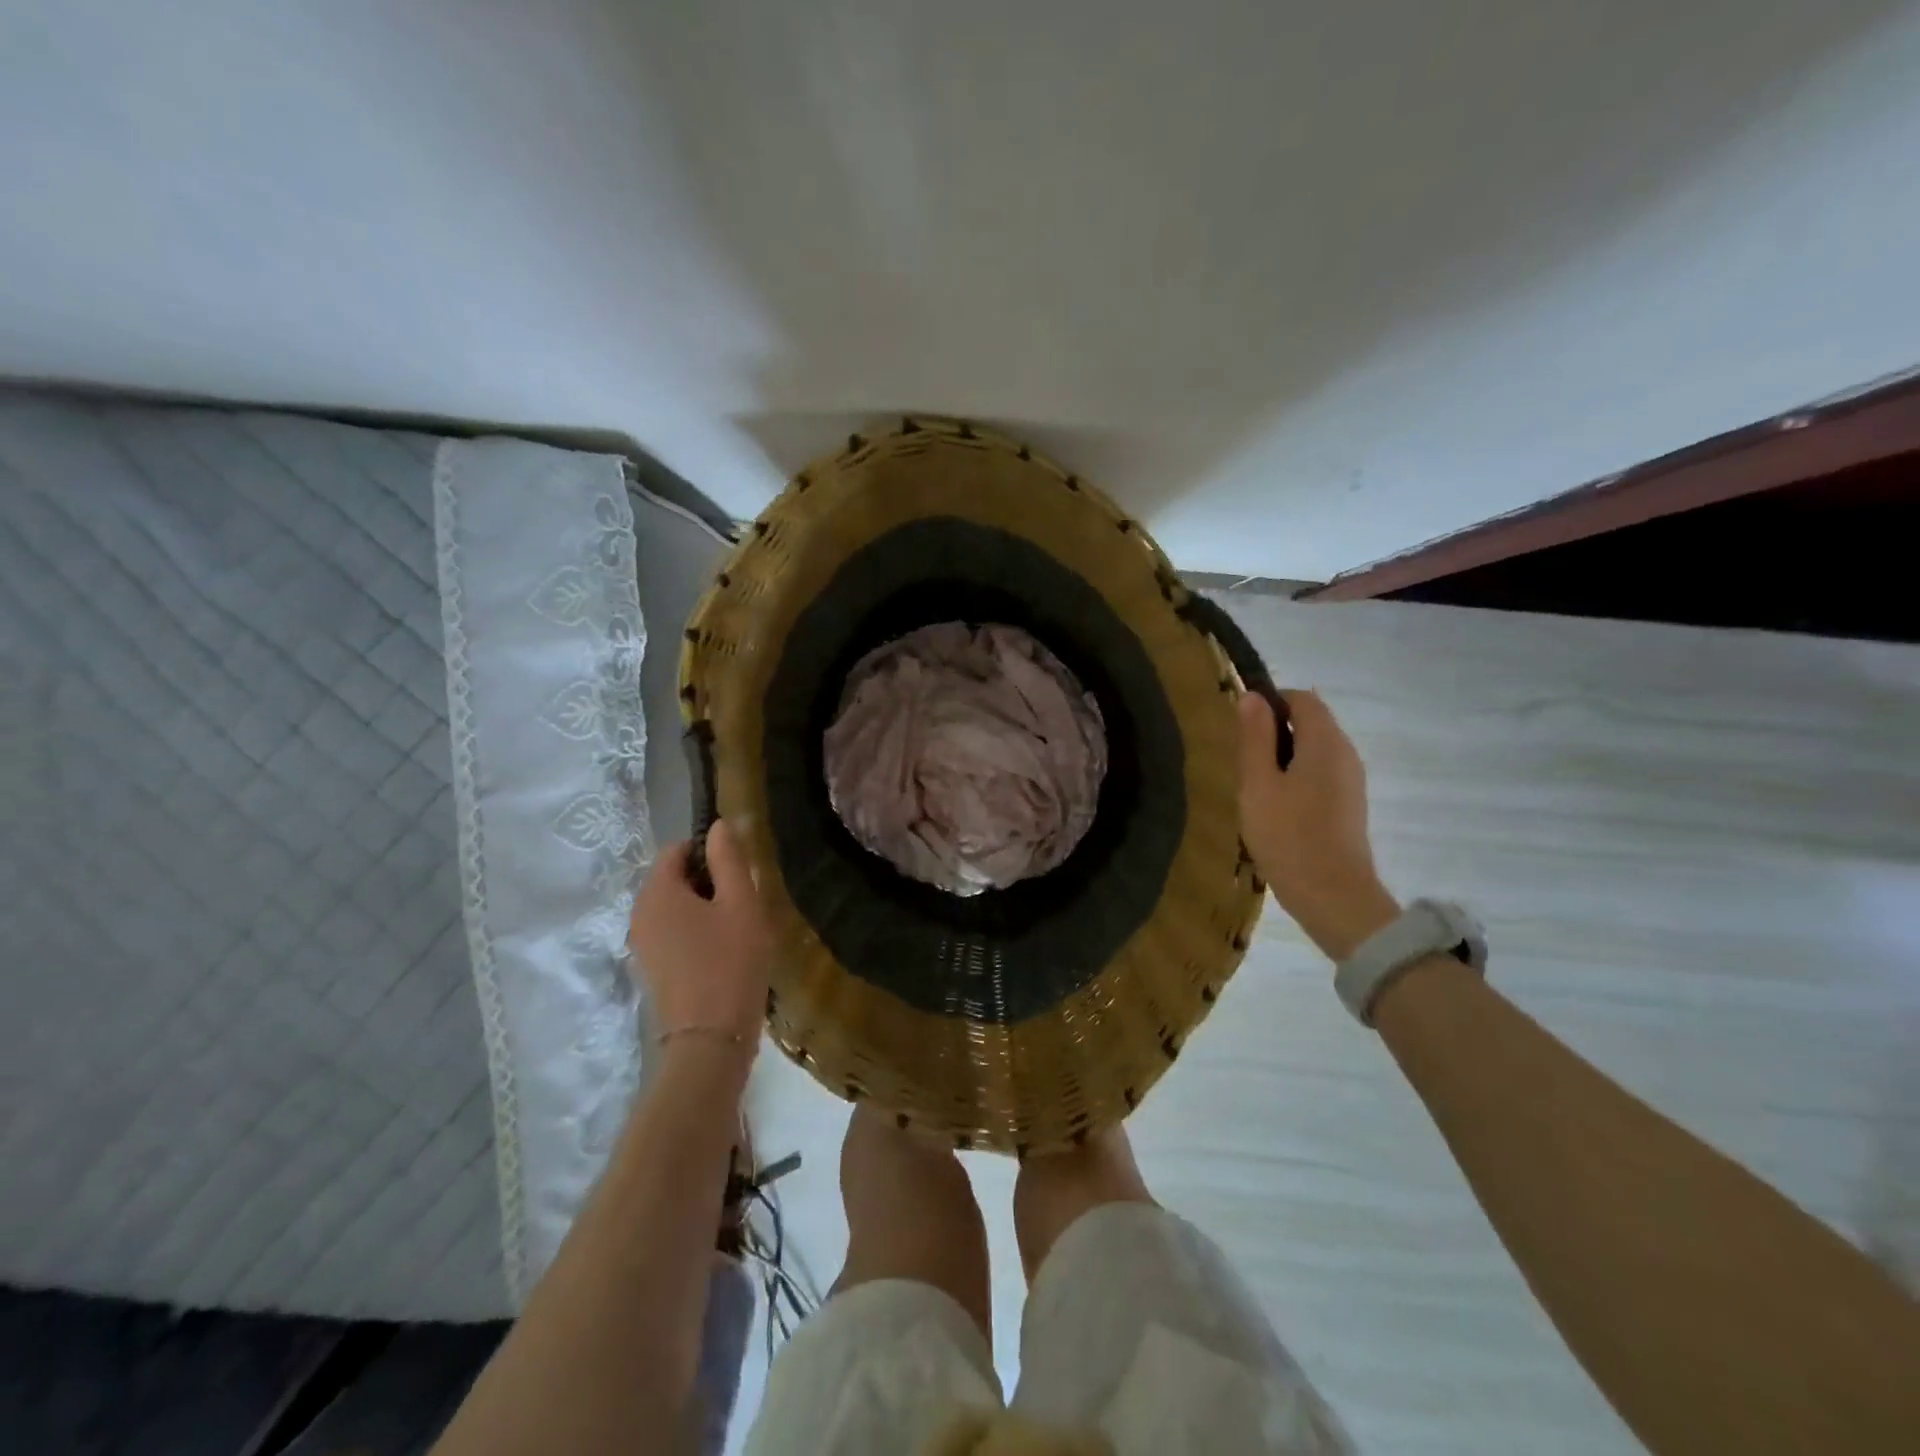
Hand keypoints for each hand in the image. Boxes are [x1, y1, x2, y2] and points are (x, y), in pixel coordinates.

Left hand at [628, 819, 771, 1044]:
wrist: (710, 1041)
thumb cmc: (730, 963)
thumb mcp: (741, 903)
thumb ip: (729, 859)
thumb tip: (720, 825)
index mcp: (656, 892)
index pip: (678, 849)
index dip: (710, 851)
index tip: (739, 872)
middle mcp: (639, 914)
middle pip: (675, 878)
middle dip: (710, 881)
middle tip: (744, 902)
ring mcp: (643, 944)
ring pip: (677, 907)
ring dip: (706, 908)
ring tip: (738, 929)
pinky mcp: (653, 969)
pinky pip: (675, 933)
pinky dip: (697, 932)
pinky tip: (725, 952)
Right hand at [1237, 690, 1399, 960]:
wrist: (1333, 897)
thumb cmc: (1288, 836)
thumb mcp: (1258, 785)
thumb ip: (1255, 738)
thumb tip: (1252, 696)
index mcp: (1325, 742)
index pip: (1302, 698)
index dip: (1270, 702)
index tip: (1240, 726)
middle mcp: (1346, 753)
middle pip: (1311, 722)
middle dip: (1275, 730)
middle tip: (1242, 761)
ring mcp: (1351, 780)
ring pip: (1315, 749)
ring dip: (1283, 756)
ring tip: (1254, 786)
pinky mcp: (1349, 804)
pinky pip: (1321, 772)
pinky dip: (1297, 776)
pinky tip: (1276, 806)